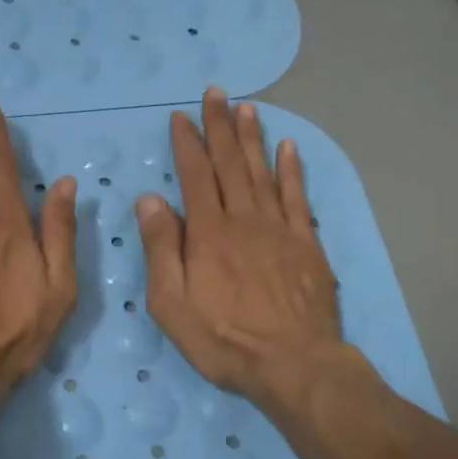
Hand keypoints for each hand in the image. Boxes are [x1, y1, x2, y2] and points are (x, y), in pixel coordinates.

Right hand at [137, 88, 352, 415]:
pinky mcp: (307, 245)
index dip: (187, 144)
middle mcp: (243, 220)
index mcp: (208, 233)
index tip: (181, 116)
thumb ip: (161, 248)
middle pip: (230, 164)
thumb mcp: (171, 303)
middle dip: (220, 127)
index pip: (194, 176)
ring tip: (247, 107)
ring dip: (253, 138)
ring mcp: (279, 230)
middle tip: (216, 93)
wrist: (294, 365)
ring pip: (263, 173)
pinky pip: (298, 198)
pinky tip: (289, 148)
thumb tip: (150, 200)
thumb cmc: (223, 339)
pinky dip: (292, 170)